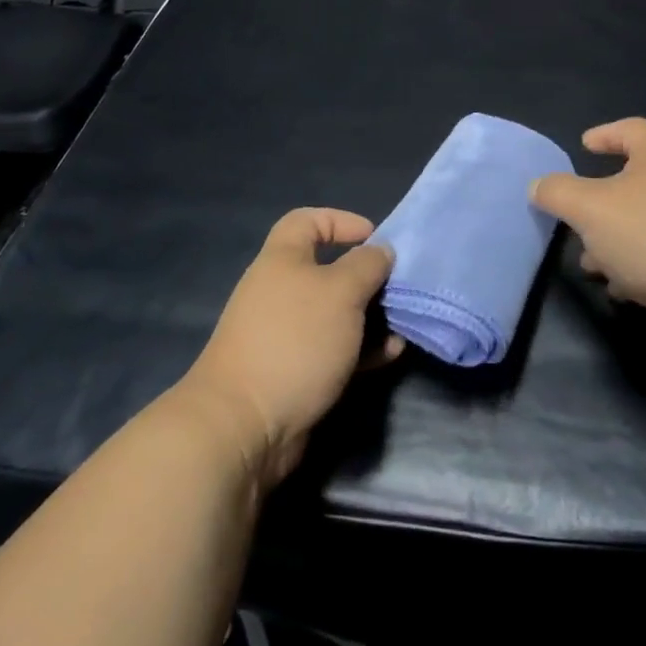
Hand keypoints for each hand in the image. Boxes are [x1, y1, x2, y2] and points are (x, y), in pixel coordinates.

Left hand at [182, 209, 402, 490]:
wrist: (244, 425)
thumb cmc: (295, 340)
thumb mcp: (341, 292)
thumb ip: (367, 265)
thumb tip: (381, 251)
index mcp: (282, 259)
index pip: (307, 220)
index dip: (342, 221)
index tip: (375, 238)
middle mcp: (280, 291)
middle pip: (328, 269)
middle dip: (367, 276)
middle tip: (397, 286)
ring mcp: (285, 333)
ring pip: (336, 313)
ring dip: (370, 316)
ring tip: (402, 324)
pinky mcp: (294, 371)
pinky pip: (334, 348)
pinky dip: (362, 348)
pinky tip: (389, 355)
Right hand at [531, 118, 645, 357]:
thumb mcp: (591, 209)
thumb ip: (559, 193)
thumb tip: (538, 186)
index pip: (633, 130)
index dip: (607, 133)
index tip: (584, 145)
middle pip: (637, 181)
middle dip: (602, 200)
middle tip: (577, 218)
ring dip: (616, 240)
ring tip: (590, 262)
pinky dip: (638, 267)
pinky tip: (621, 288)